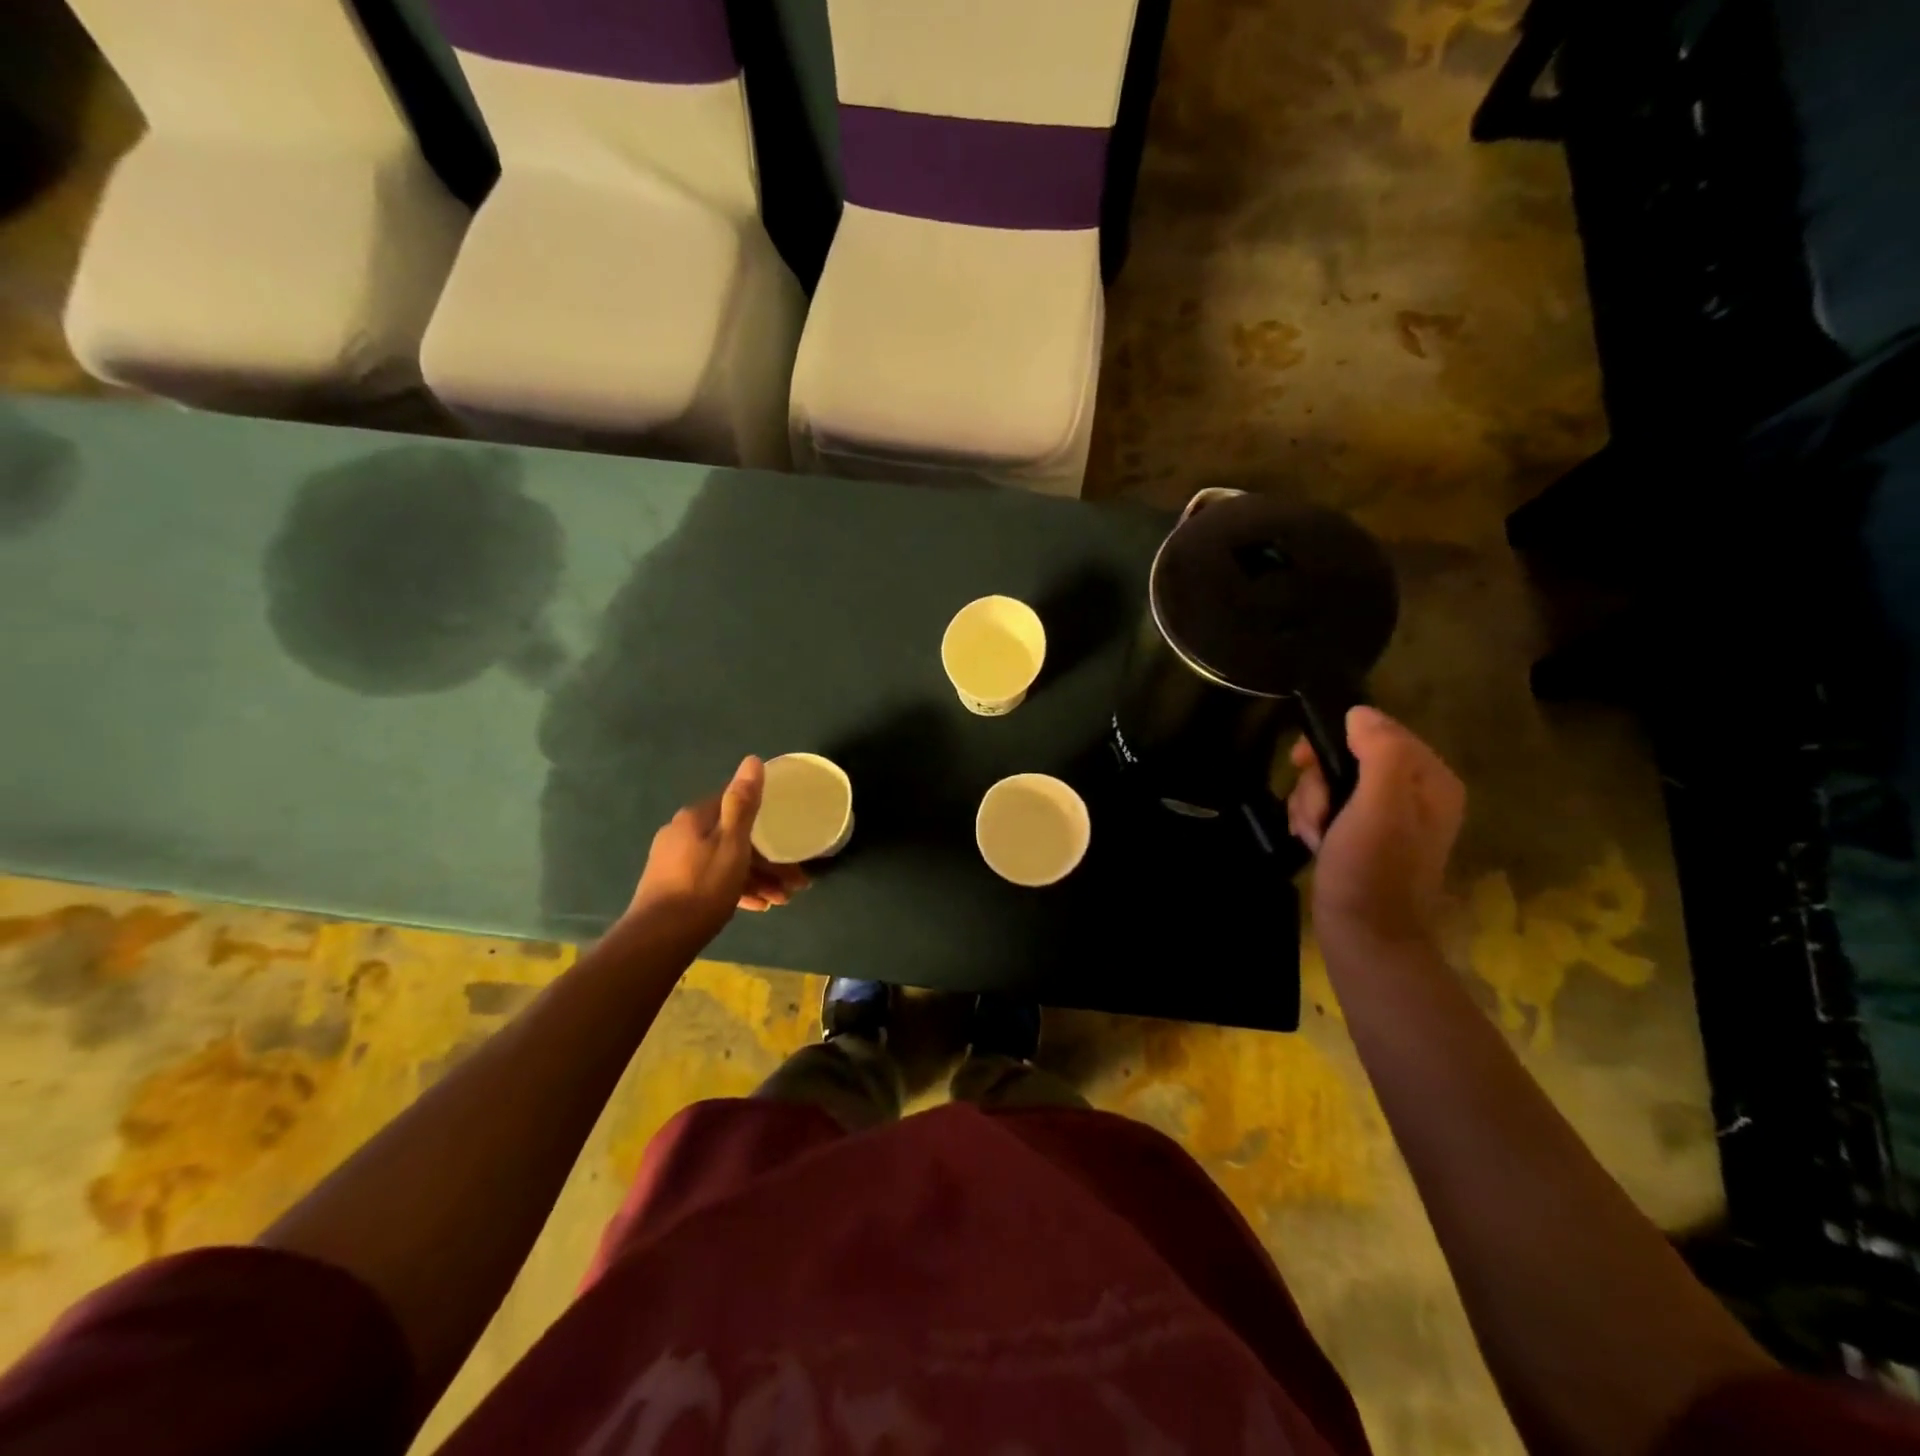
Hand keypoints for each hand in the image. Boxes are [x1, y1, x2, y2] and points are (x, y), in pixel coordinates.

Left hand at [625, 757, 808, 943]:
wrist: (658, 939)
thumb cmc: (703, 887)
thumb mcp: (732, 843)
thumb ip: (743, 802)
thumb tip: (752, 760)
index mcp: (695, 818)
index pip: (735, 804)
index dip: (765, 818)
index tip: (788, 836)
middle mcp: (681, 833)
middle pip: (733, 838)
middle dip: (767, 859)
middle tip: (794, 881)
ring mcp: (674, 861)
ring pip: (725, 862)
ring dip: (756, 878)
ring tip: (781, 900)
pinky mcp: (672, 887)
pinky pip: (712, 880)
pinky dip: (736, 889)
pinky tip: (757, 907)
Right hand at [1287, 707, 1464, 952]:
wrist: (1364, 936)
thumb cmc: (1372, 870)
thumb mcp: (1378, 806)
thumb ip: (1379, 752)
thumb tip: (1359, 712)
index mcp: (1430, 780)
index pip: (1378, 731)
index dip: (1336, 741)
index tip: (1304, 762)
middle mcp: (1414, 793)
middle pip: (1349, 757)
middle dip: (1319, 782)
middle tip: (1313, 810)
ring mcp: (1387, 816)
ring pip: (1332, 782)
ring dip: (1310, 804)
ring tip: (1312, 834)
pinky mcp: (1363, 836)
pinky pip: (1329, 806)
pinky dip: (1312, 820)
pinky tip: (1311, 841)